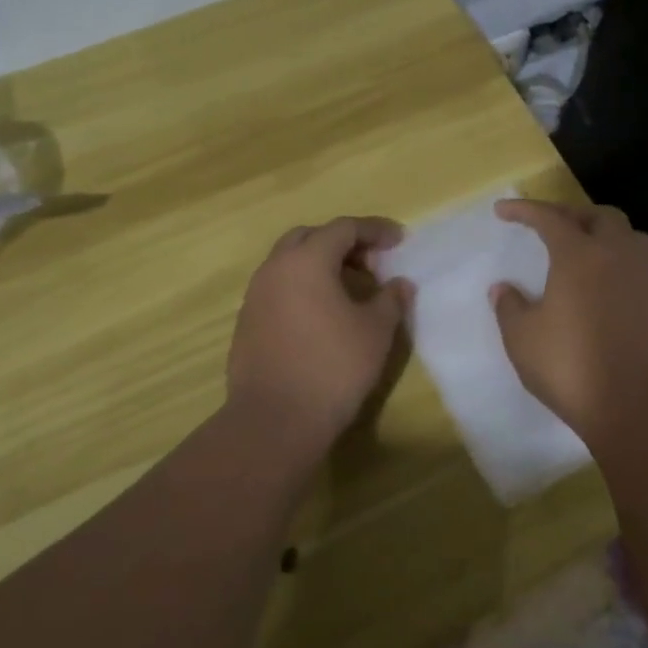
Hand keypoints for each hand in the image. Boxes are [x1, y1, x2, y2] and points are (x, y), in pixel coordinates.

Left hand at [226, 217, 409, 451]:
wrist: (274, 419)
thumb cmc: (333, 367)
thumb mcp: (375, 332)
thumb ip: (391, 300)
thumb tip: (399, 284)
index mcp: (306, 260)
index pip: (343, 228)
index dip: (374, 230)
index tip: (398, 240)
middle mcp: (275, 268)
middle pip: (310, 237)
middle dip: (343, 243)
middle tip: (371, 264)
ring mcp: (256, 295)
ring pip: (290, 263)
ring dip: (321, 265)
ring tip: (350, 291)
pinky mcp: (247, 322)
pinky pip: (278, 288)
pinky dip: (303, 288)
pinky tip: (322, 316)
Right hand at [492, 200, 647, 440]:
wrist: (630, 404)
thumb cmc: (567, 365)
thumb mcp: (521, 337)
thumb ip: (509, 306)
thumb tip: (503, 289)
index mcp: (579, 255)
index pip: (550, 218)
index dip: (525, 210)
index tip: (502, 211)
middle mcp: (615, 257)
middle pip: (600, 217)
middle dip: (572, 214)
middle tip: (548, 226)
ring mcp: (642, 280)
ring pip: (631, 237)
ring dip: (607, 233)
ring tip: (586, 248)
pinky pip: (642, 269)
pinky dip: (624, 265)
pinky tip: (610, 284)